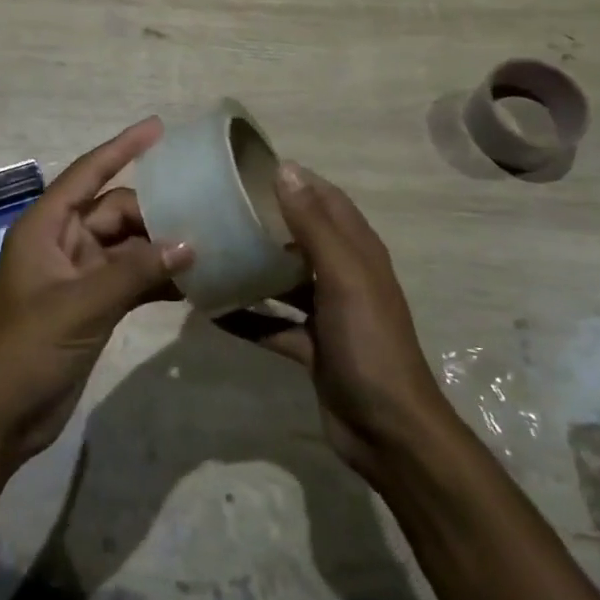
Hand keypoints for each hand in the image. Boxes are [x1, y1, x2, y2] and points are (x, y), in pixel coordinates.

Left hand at [0, 118, 191, 461]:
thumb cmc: (25, 350)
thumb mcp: (80, 305)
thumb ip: (135, 272)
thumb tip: (189, 243)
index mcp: (46, 227)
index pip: (88, 173)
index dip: (123, 147)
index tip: (159, 127)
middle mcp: (63, 242)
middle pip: (116, 211)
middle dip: (155, 210)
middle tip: (205, 210)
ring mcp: (79, 276)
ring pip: (128, 246)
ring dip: (161, 247)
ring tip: (210, 242)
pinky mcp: (92, 306)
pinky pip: (131, 279)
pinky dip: (156, 279)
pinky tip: (193, 283)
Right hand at [224, 163, 449, 479]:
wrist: (388, 431)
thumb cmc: (369, 342)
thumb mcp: (343, 276)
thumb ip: (313, 224)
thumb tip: (286, 169)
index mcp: (358, 251)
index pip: (326, 199)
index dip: (296, 180)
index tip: (250, 168)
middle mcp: (343, 275)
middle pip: (302, 236)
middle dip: (268, 220)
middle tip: (220, 207)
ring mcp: (327, 313)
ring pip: (285, 280)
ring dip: (254, 267)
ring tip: (211, 250)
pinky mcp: (312, 346)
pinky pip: (273, 323)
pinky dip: (248, 316)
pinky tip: (212, 310)